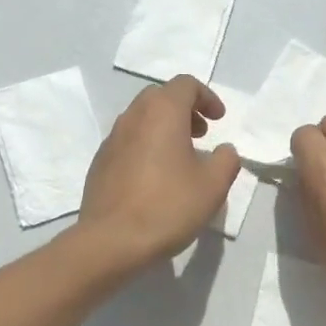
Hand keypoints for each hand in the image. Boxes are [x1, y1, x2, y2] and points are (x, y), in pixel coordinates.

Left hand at [77, 75, 240, 269]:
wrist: (111, 240)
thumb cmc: (168, 206)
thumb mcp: (213, 185)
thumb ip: (226, 160)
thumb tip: (224, 150)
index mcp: (162, 112)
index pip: (185, 84)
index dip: (207, 97)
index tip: (218, 120)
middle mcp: (133, 116)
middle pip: (160, 97)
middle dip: (184, 109)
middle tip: (201, 134)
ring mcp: (111, 139)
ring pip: (141, 118)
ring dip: (164, 127)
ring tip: (180, 157)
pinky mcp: (100, 162)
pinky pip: (127, 141)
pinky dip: (146, 145)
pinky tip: (155, 177)